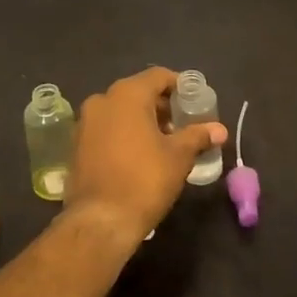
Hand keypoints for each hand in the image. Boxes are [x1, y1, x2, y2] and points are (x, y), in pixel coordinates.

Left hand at [65, 68, 227, 251]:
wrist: (100, 220)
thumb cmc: (144, 180)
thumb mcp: (179, 156)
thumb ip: (198, 136)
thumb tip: (220, 129)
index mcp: (127, 94)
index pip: (158, 76)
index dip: (180, 86)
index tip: (195, 102)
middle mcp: (102, 100)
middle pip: (138, 92)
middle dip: (162, 105)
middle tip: (183, 124)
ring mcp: (85, 122)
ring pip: (121, 111)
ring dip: (142, 120)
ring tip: (164, 142)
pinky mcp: (77, 144)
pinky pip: (107, 128)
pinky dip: (124, 133)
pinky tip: (139, 155)